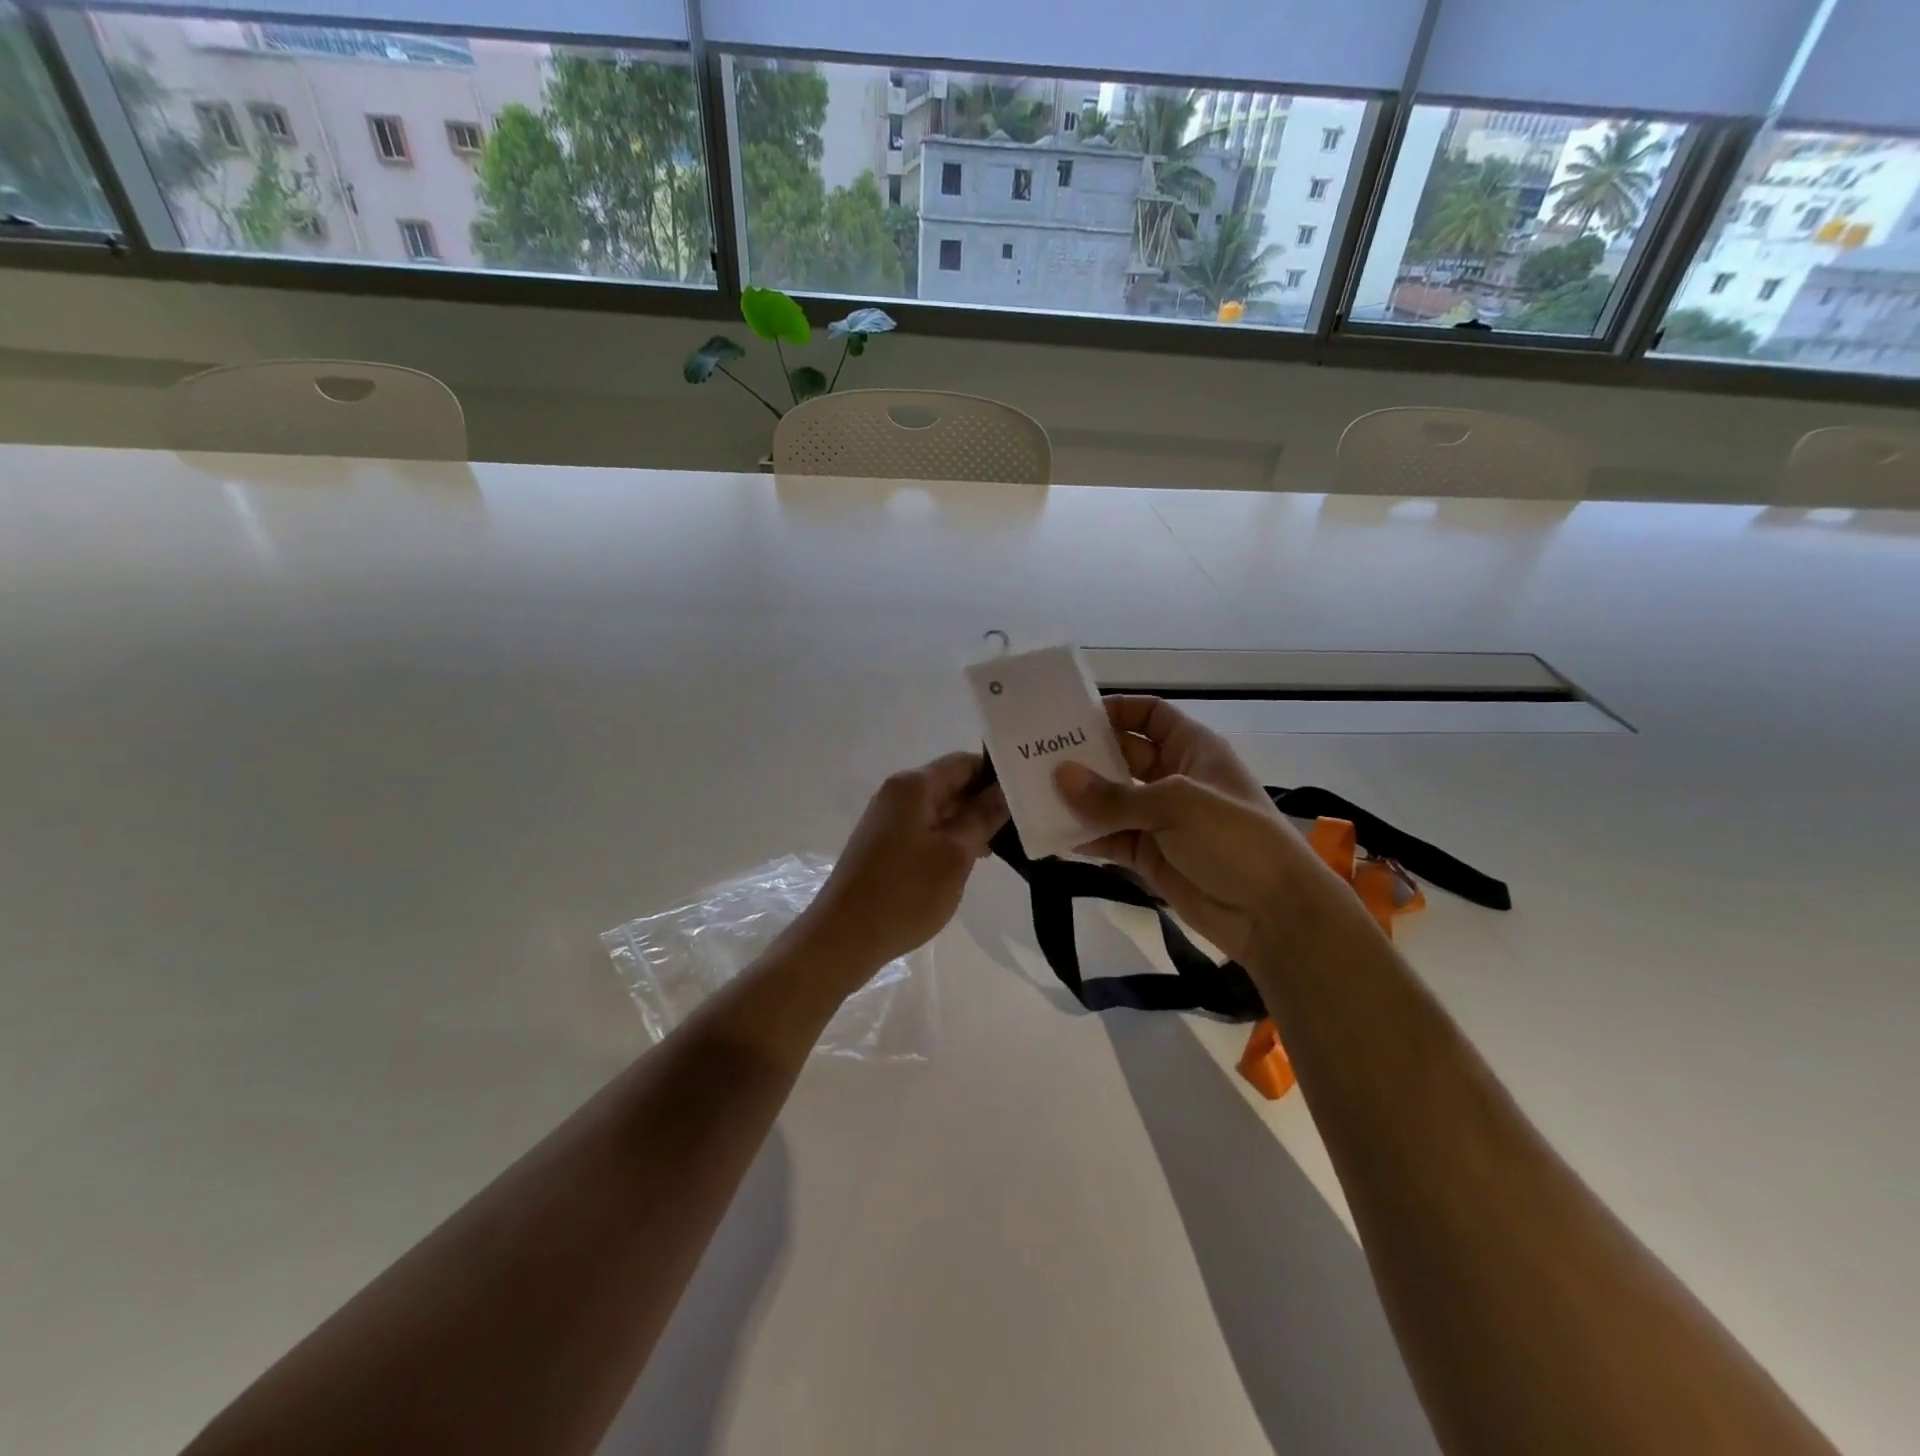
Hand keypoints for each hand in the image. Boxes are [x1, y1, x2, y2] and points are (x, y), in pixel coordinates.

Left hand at [804, 752, 1008, 971]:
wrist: (844, 937)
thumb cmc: (905, 893)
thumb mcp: (955, 854)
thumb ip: (983, 816)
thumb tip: (1006, 788)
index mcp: (913, 786)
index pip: (965, 762)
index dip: (997, 773)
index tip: (1028, 791)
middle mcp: (898, 794)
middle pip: (952, 783)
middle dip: (986, 800)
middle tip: (1026, 819)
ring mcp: (888, 820)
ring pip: (941, 809)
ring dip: (970, 823)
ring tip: (1007, 842)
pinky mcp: (885, 845)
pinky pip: (926, 829)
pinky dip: (951, 838)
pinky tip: (974, 859)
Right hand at [1054, 696, 1334, 963]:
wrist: (1271, 913)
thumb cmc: (1233, 838)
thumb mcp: (1175, 804)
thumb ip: (1114, 795)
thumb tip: (1059, 776)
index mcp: (1192, 749)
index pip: (1151, 715)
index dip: (1117, 711)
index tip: (1074, 718)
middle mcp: (1174, 778)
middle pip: (1123, 756)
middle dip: (1086, 756)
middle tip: (1037, 757)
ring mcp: (1161, 820)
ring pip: (1112, 801)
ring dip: (1080, 799)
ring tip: (1035, 794)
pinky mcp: (1150, 857)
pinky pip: (1111, 840)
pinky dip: (1086, 837)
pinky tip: (1053, 835)